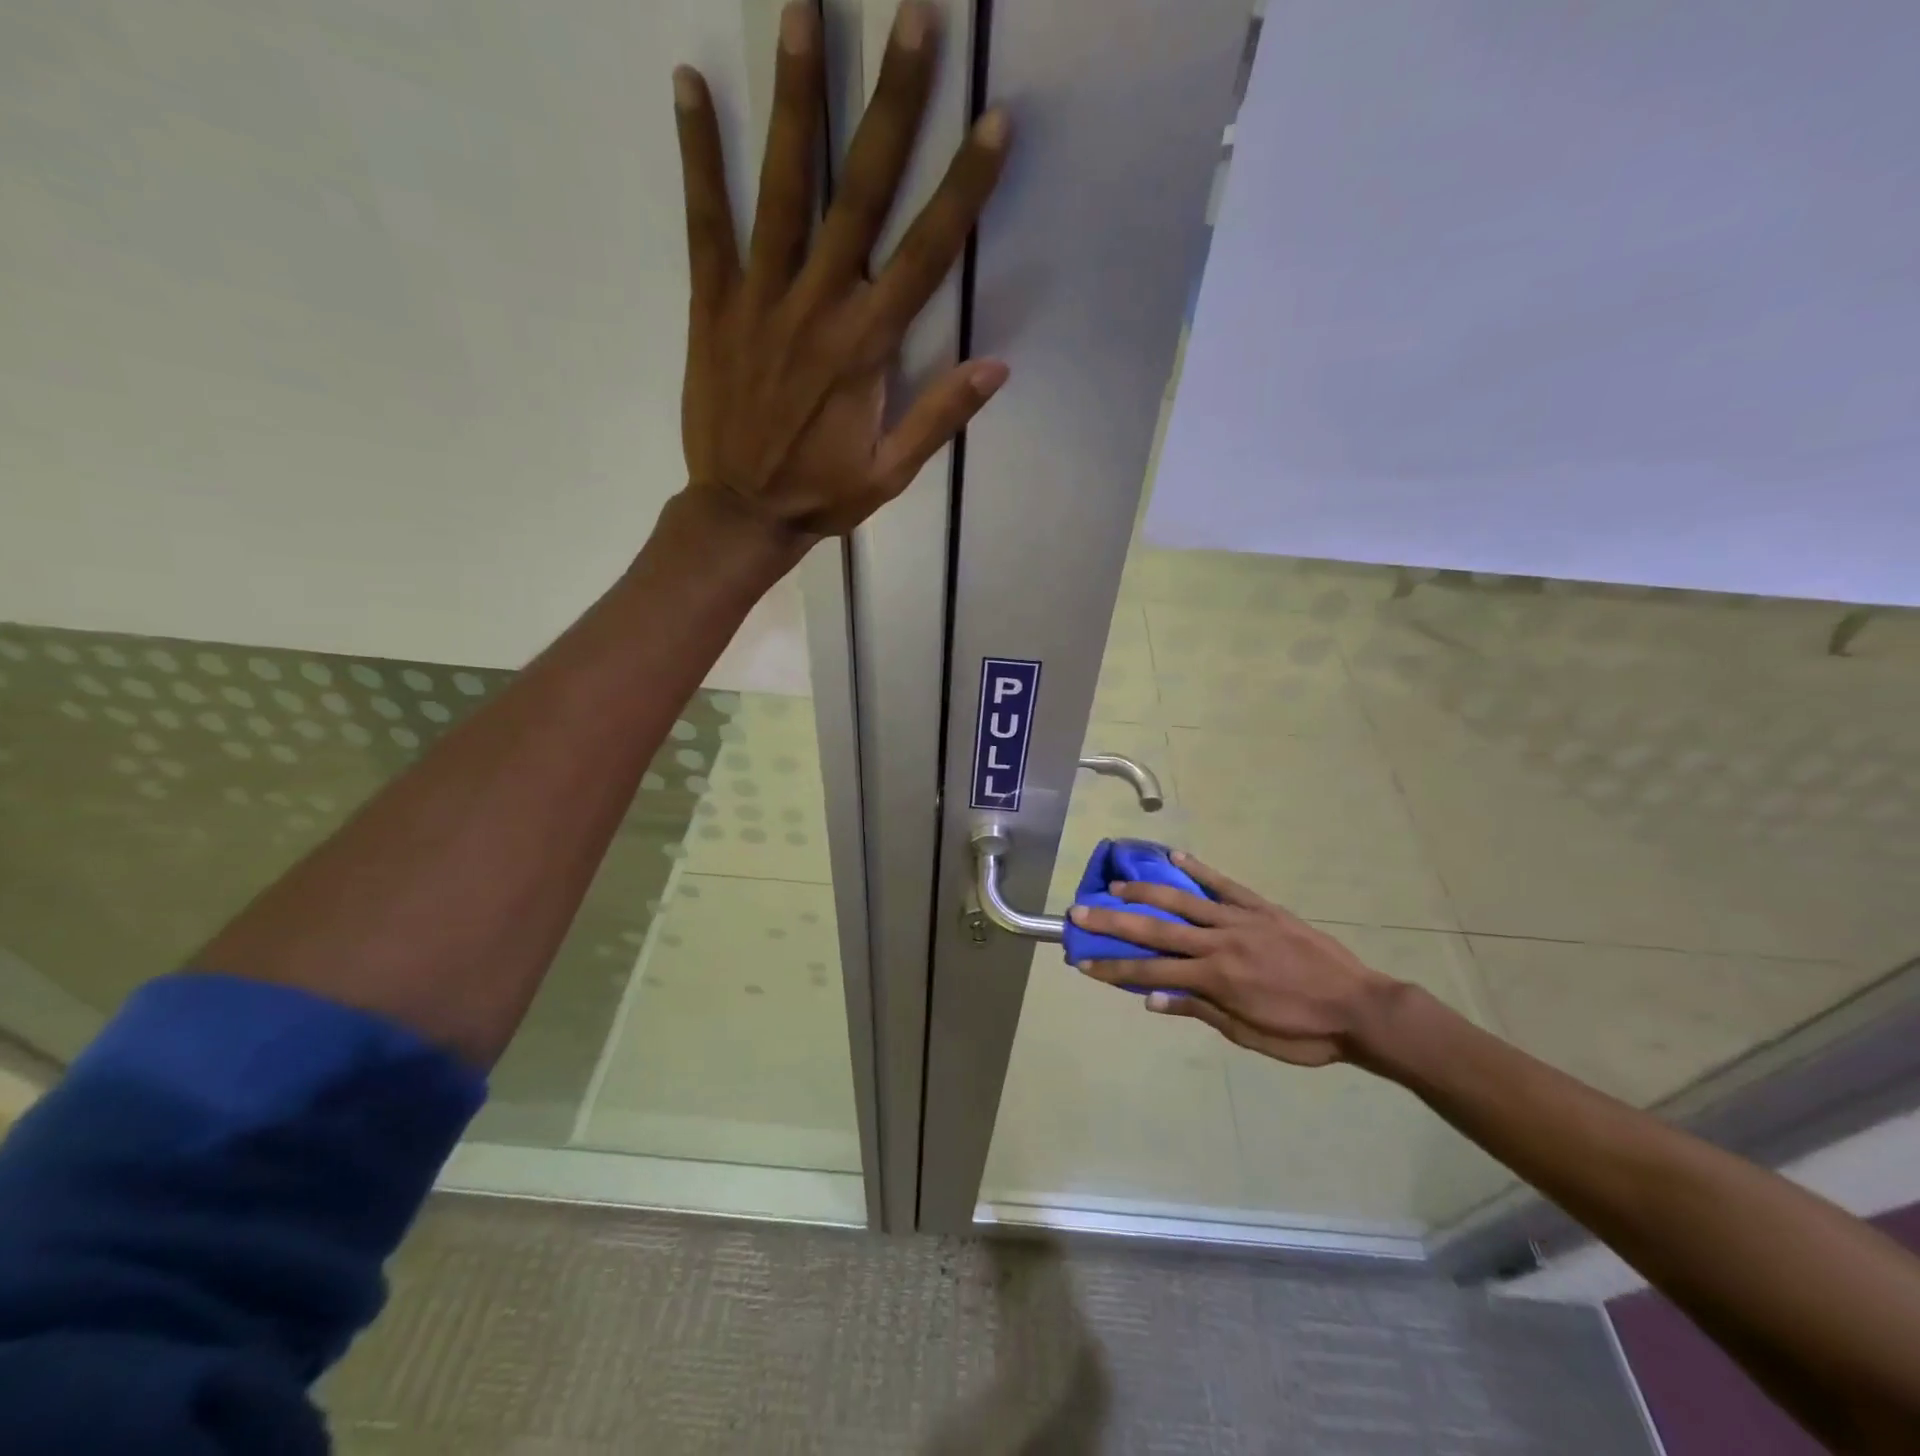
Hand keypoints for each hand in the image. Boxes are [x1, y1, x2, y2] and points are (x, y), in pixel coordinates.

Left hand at [674, 1, 1009, 538]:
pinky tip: (690, 82)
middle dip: (891, 104)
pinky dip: (698, 153)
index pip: (924, 254)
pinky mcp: (713, 305)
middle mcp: (816, 308)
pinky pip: (705, 221)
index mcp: (865, 349)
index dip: (961, 187)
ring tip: (804, 9)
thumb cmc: (821, 495)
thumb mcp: (891, 473)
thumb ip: (940, 417)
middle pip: (860, 194)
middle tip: (911, 17)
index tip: (992, 120)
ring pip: (783, 187)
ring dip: (797, 98)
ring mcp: (760, 299)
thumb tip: (997, 366)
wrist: (740, 514)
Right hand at [1068, 853, 1403, 1066]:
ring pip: (1183, 900)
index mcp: (1214, 979)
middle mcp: (1219, 943)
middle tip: (1080, 910)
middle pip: (1155, 929)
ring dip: (1145, 892)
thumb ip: (1199, 1011)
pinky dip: (1199, 869)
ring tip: (1116, 884)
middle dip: (1113, 921)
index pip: (1150, 972)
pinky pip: (1224, 884)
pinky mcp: (1262, 907)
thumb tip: (1151, 998)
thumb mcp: (1249, 1037)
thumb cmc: (1303, 1033)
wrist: (1361, 1008)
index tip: (1082, 961)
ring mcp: (1240, 920)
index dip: (1113, 968)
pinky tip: (1175, 856)